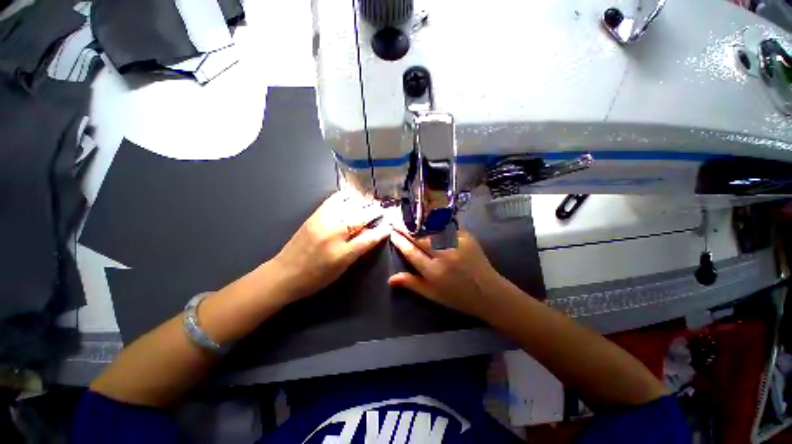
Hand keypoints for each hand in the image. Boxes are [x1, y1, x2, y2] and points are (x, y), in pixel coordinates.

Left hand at [273, 191, 389, 300]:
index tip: (390, 224)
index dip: (382, 230)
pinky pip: (333, 200)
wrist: (284, 273)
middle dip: (374, 212)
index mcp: (343, 253)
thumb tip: (370, 233)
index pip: (369, 238)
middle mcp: (335, 234)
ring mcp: (323, 222)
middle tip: (382, 209)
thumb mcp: (341, 268)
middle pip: (361, 218)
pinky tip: (351, 195)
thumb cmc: (316, 277)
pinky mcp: (314, 215)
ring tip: (369, 201)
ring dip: (362, 202)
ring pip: (349, 206)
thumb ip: (358, 250)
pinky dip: (345, 197)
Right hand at [388, 229, 508, 318]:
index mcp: (434, 272)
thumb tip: (390, 279)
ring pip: (432, 229)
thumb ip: (411, 284)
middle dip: (406, 229)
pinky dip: (437, 223)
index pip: (411, 252)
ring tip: (409, 219)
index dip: (400, 242)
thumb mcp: (432, 295)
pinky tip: (429, 218)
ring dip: (419, 223)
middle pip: (420, 238)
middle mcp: (444, 256)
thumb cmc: (458, 297)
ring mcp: (457, 244)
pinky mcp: (467, 237)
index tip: (392, 233)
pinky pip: (447, 227)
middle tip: (397, 221)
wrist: (489, 293)